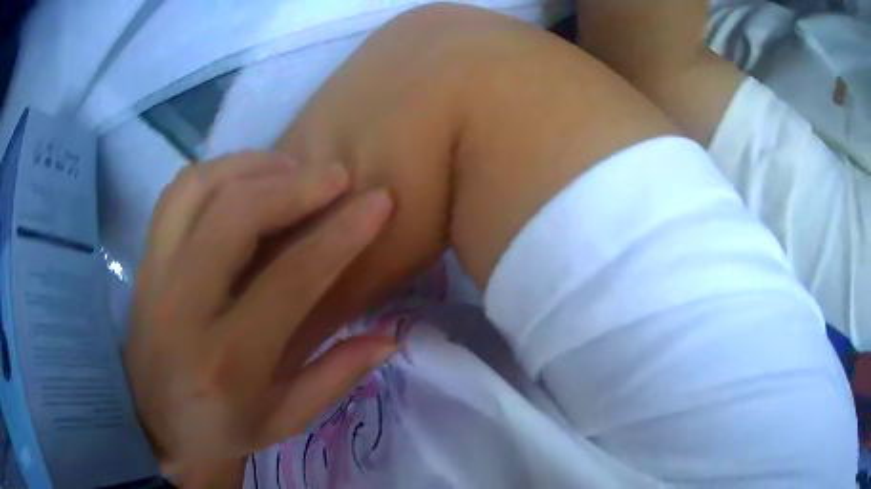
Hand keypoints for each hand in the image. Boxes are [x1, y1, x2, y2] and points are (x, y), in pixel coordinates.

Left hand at [124, 151, 396, 474]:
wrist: (151, 420)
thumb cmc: (220, 427)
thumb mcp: (285, 421)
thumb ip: (338, 376)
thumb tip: (392, 335)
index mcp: (229, 360)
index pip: (290, 279)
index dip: (341, 234)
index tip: (378, 201)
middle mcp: (184, 306)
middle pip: (236, 215)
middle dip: (296, 185)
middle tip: (337, 176)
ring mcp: (156, 273)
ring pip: (200, 189)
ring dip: (254, 167)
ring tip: (292, 170)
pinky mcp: (145, 257)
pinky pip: (177, 192)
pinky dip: (217, 171)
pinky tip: (245, 179)